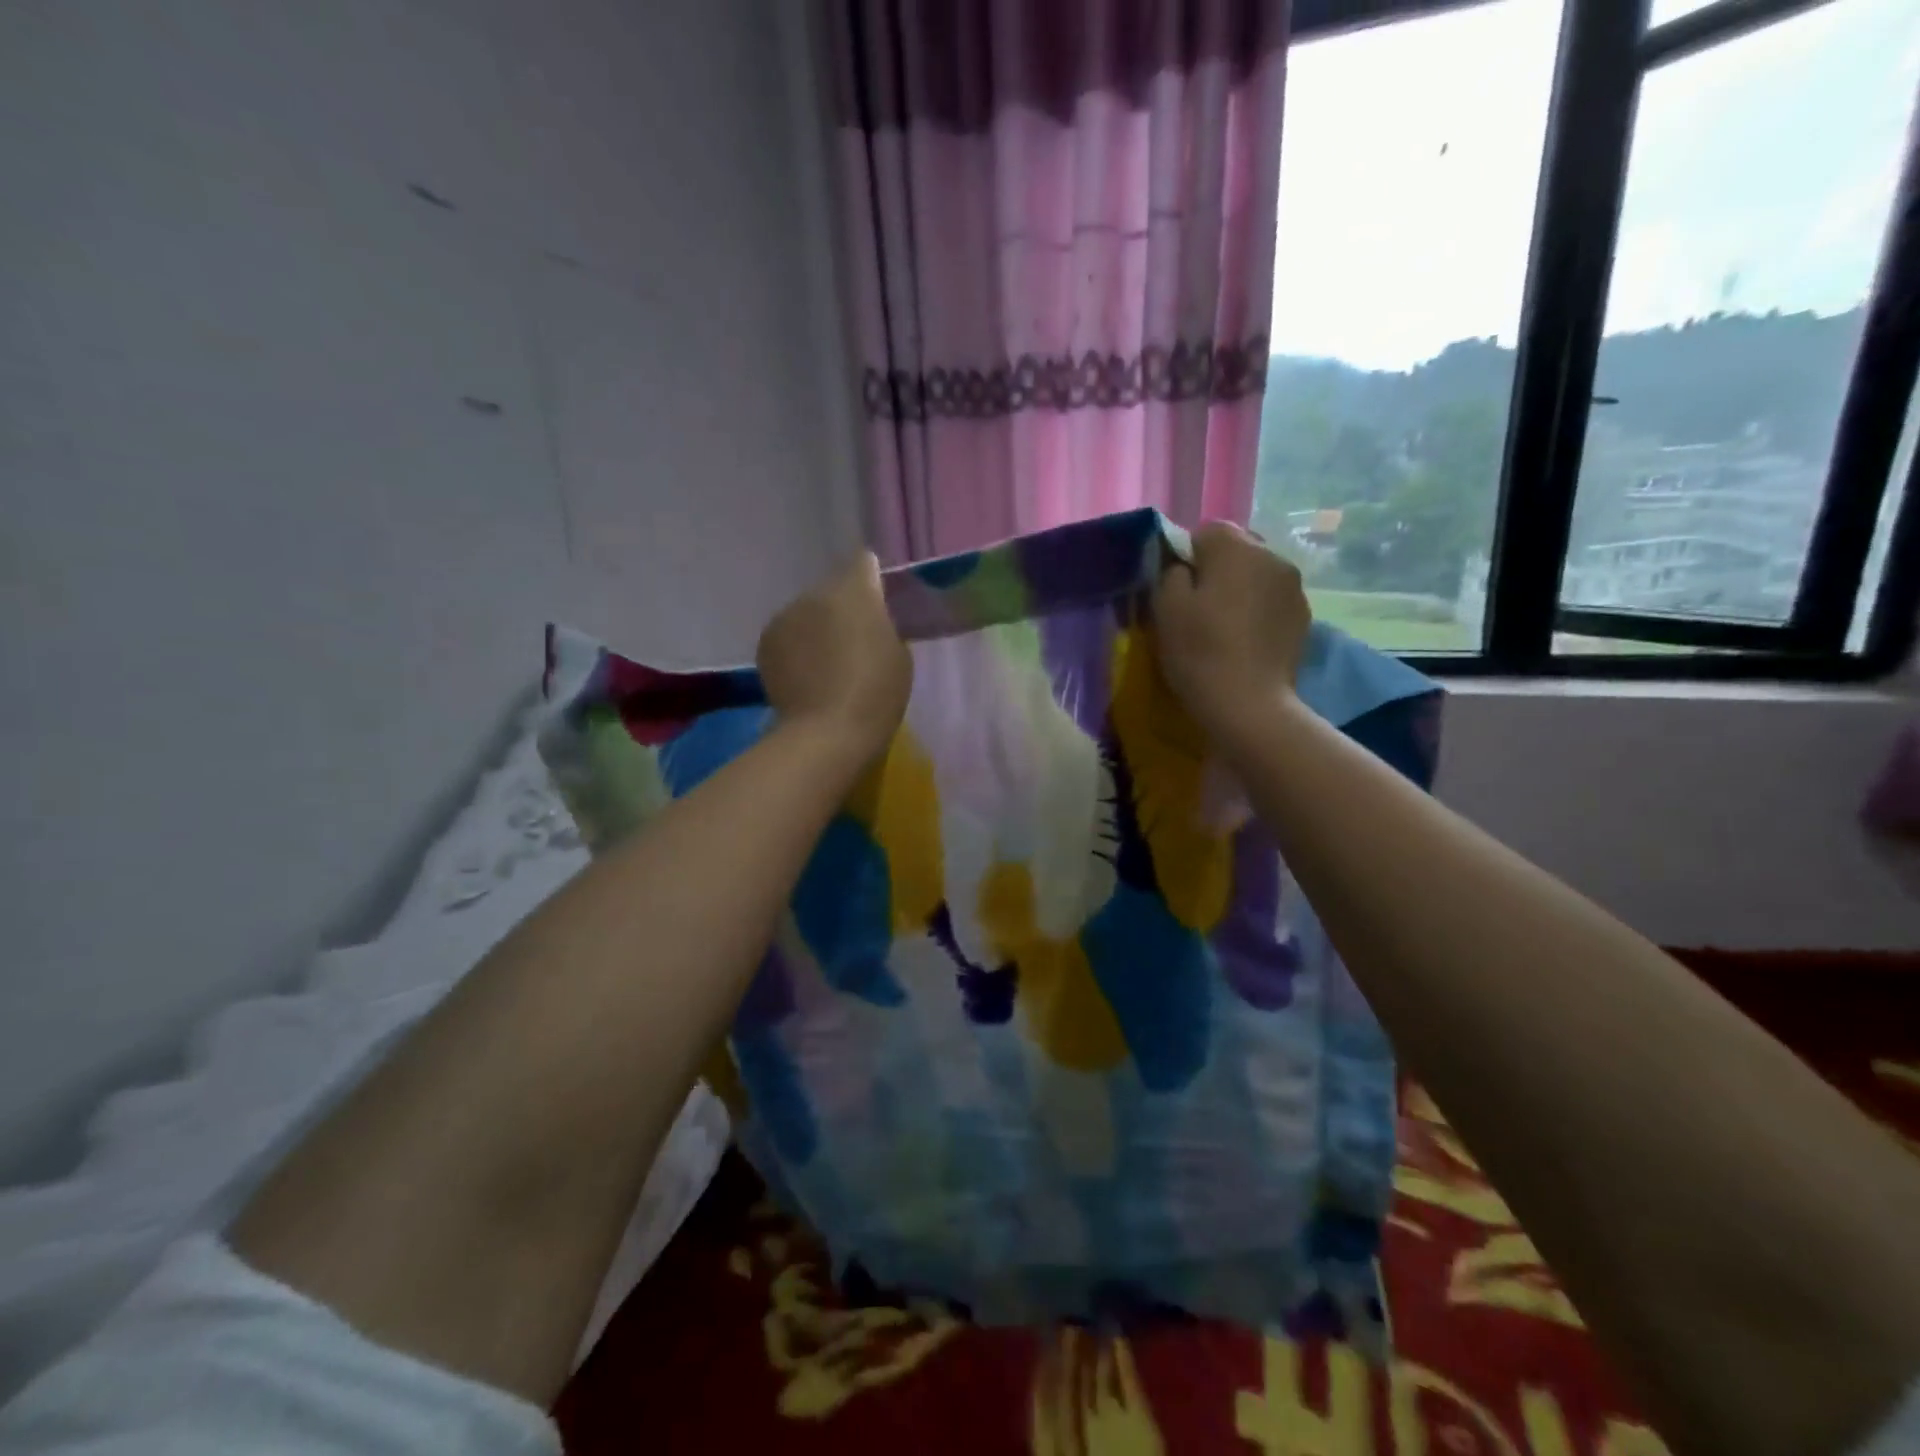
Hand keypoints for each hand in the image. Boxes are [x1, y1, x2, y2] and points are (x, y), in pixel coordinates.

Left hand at [757, 553, 912, 762]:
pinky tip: (806, 674)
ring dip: (817, 627)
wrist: (827, 733)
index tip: (879, 603)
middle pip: (832, 590)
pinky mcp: (765, 642)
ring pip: (807, 612)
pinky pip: (788, 635)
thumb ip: (884, 625)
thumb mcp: (899, 655)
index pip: (864, 563)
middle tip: (854, 640)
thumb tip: (871, 619)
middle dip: (842, 608)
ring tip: (827, 662)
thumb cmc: (877, 694)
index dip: (872, 581)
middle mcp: (815, 593)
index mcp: (856, 591)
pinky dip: (796, 648)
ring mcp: (785, 616)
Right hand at [1152, 521, 1310, 734]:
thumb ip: (1170, 572)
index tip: (1176, 588)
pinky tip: (1245, 639)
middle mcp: (1271, 555)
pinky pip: (1273, 599)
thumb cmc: (1199, 652)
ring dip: (1241, 588)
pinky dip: (1258, 609)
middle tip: (1198, 605)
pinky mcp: (1304, 616)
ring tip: (1224, 623)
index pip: (1206, 531)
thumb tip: (1182, 566)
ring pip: (1258, 573)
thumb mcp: (1165, 608)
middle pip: (1237, 548)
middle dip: (1218, 568)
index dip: (1186, 556)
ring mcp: (1294, 586)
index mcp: (1235, 548)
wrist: (1249, 704)